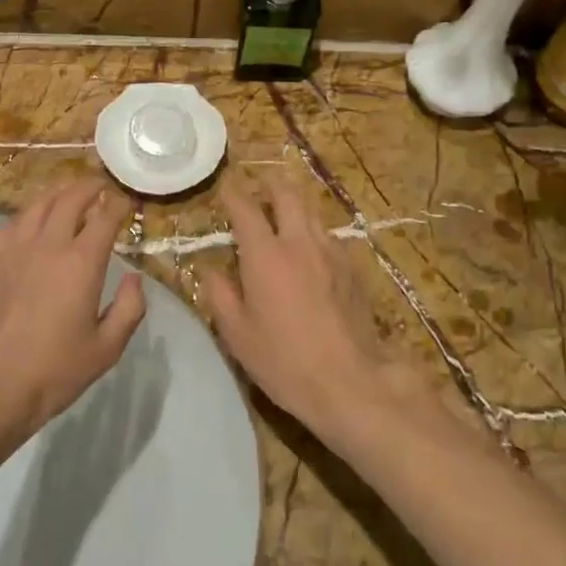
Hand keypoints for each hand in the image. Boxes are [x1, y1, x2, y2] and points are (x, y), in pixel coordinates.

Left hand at [0, 177, 144, 438]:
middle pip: (71, 198)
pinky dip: (32, 212)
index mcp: (81, 262)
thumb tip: (134, 278)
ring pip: (40, 203)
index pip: (105, 216)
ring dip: (60, 193)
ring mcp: (16, 247)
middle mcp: (49, 244)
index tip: (128, 202)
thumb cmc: (55, 369)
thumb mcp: (107, 348)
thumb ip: (129, 308)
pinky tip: (35, 220)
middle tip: (103, 187)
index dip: (120, 203)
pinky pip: (14, 221)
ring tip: (71, 194)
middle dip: (91, 187)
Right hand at [202, 181, 406, 435]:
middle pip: (287, 195)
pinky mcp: (352, 268)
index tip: (225, 188)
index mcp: (265, 255)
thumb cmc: (284, 360)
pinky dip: (314, 232)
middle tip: (259, 186)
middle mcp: (299, 242)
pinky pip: (330, 236)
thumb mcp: (237, 334)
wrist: (349, 381)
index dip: (233, 194)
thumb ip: (220, 295)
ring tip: (285, 212)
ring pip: (312, 211)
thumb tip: (212, 270)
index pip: (245, 208)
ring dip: (295, 205)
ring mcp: (331, 252)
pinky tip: (311, 249)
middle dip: (270, 184)